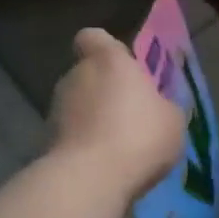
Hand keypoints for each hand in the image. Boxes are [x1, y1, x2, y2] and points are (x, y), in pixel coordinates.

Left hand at [49, 28, 184, 198]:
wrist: (89, 180)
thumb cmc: (139, 136)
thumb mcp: (173, 120)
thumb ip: (163, 105)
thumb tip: (156, 107)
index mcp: (108, 61)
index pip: (93, 37)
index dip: (104, 48)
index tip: (121, 67)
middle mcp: (76, 77)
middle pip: (87, 74)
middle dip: (104, 91)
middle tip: (129, 115)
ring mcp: (55, 110)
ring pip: (77, 106)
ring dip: (92, 120)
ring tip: (117, 147)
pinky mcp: (45, 142)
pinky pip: (70, 136)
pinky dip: (83, 146)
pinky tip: (103, 167)